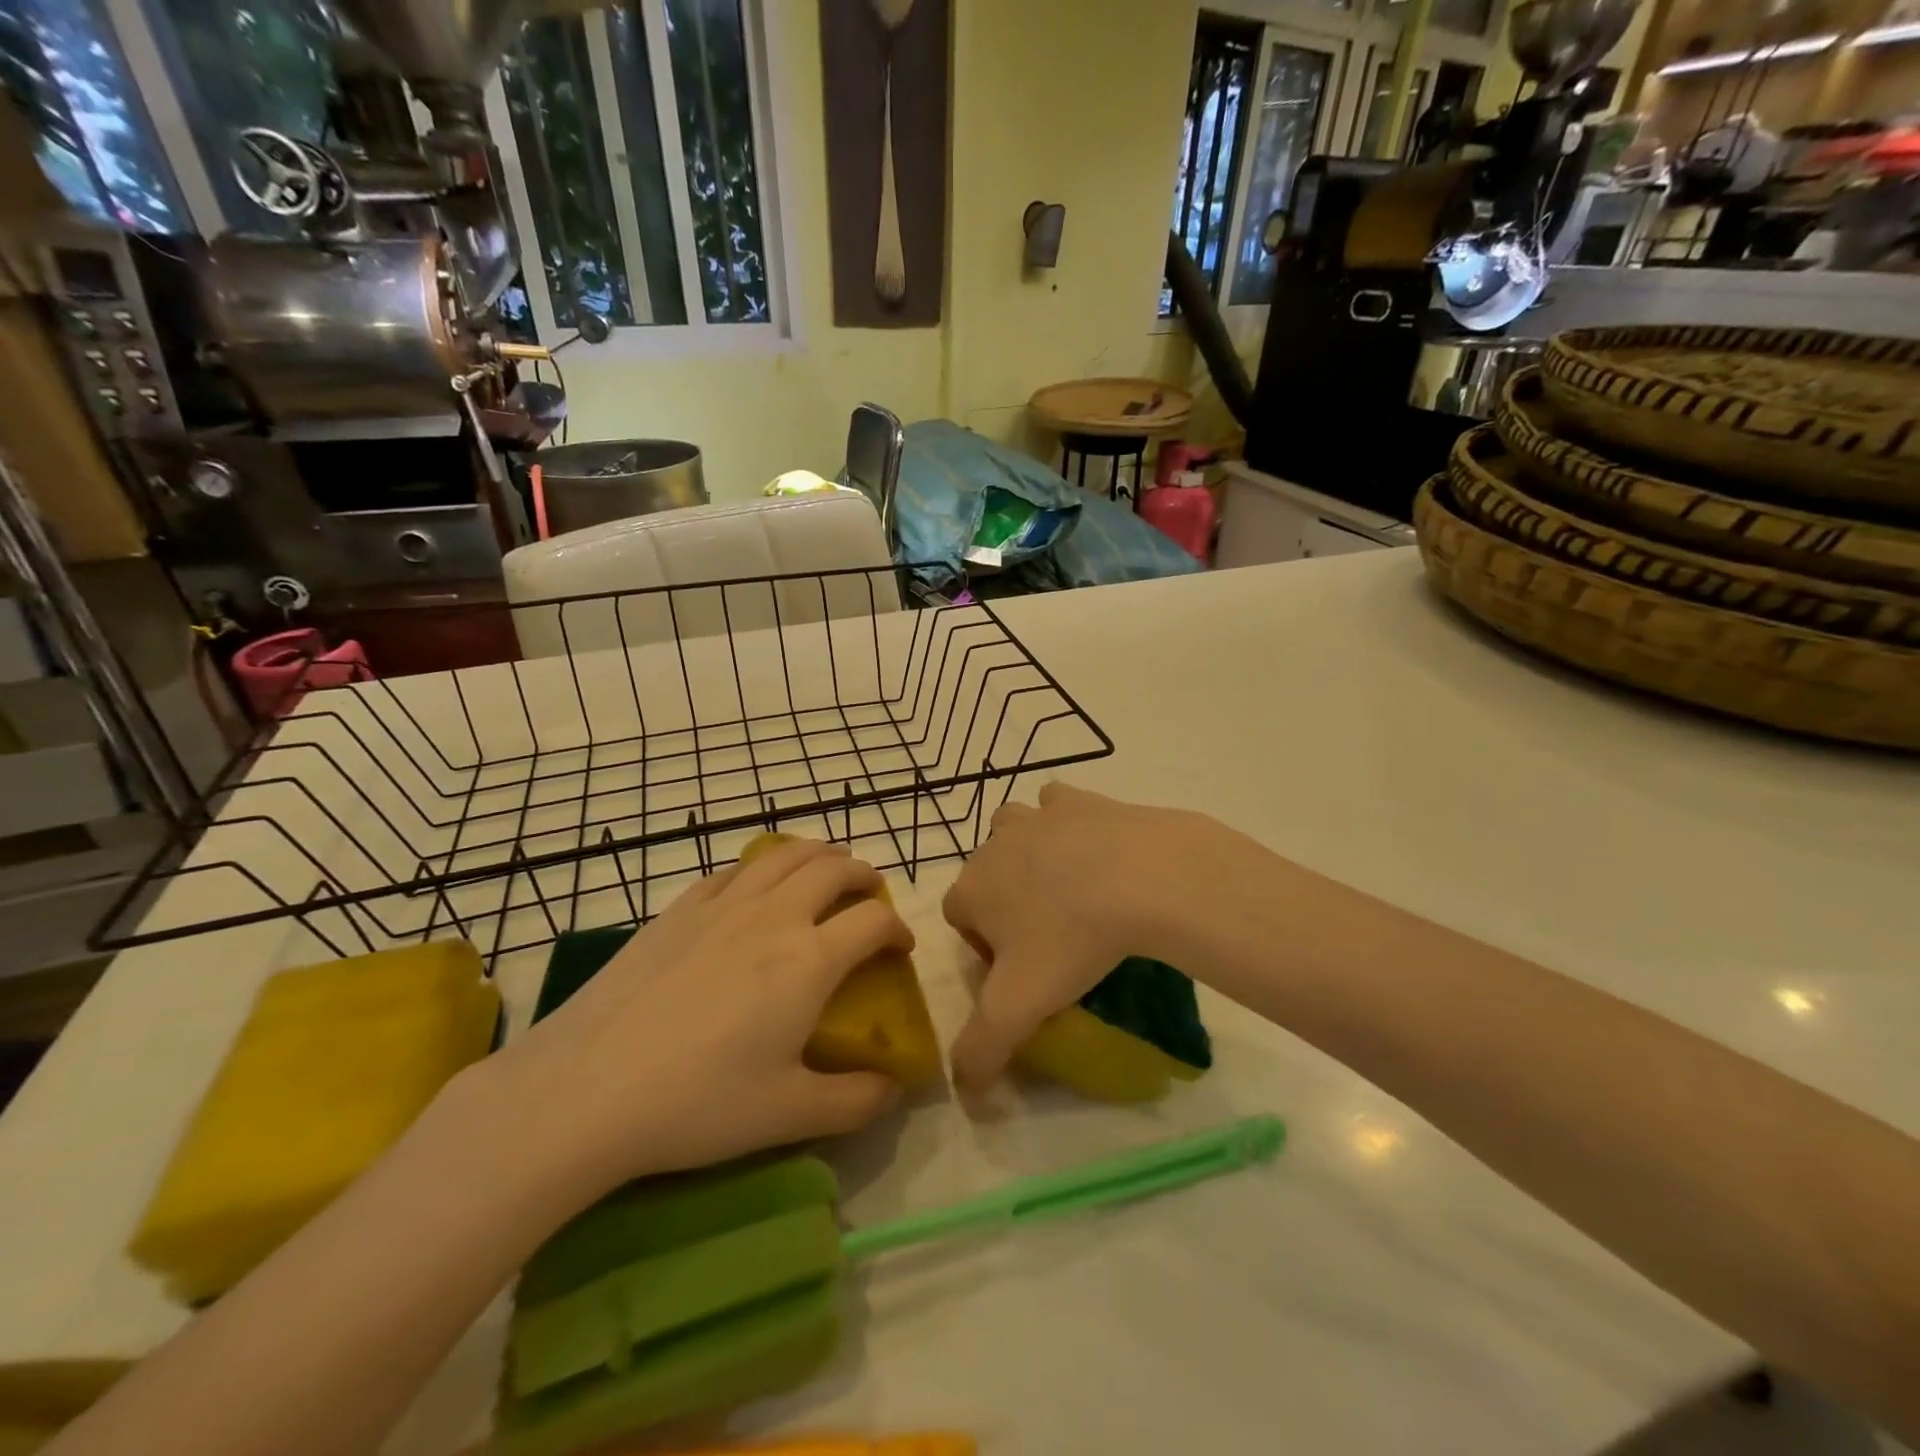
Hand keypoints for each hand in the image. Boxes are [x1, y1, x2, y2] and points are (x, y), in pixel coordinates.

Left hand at [488, 838, 911, 1207]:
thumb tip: (893, 1088)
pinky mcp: (677, 910)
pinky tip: (755, 887)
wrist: (585, 1089)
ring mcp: (722, 906)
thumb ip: (856, 1101)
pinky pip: (732, 870)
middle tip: (869, 896)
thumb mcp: (789, 1115)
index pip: (874, 921)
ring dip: (817, 855)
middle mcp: (773, 916)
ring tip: (825, 869)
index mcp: (809, 959)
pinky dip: (760, 868)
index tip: (900, 948)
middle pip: (833, 868)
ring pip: (783, 856)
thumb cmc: (698, 1102)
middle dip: (863, 875)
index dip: (897, 928)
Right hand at [943, 784, 1209, 1088]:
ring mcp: (1037, 815)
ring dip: (1030, 856)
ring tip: (1072, 891)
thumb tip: (965, 1094)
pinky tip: (1096, 850)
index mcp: (972, 888)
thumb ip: (982, 1051)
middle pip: (987, 875)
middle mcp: (994, 844)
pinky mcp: (1080, 798)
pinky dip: (1069, 823)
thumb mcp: (1019, 1008)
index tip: (1024, 971)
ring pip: (1016, 832)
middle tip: (1052, 938)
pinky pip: (1061, 806)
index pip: (959, 918)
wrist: (1142, 878)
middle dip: (1007, 902)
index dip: (984, 947)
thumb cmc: (1071, 940)